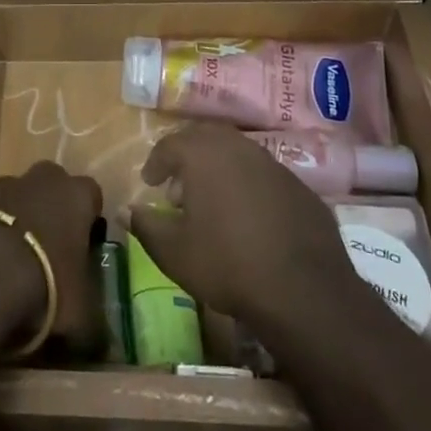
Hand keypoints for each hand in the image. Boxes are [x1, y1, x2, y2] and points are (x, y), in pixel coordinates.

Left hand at [0, 161, 104, 356]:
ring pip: (18, 196)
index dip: (88, 220)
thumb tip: (99, 341)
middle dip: (51, 210)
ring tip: (13, 261)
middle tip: (49, 249)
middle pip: (52, 186)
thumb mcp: (82, 317)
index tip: (83, 247)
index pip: (92, 195)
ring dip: (18, 218)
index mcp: (77, 195)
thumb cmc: (47, 285)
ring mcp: (4, 185)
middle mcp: (43, 179)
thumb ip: (93, 322)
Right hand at [129, 125, 384, 335]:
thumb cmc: (228, 265)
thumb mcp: (174, 252)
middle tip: (178, 185)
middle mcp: (238, 148)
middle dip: (187, 156)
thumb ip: (146, 226)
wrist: (305, 292)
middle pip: (206, 138)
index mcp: (204, 154)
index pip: (170, 144)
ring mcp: (274, 165)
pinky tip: (250, 217)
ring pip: (238, 153)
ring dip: (220, 168)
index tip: (149, 182)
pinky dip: (249, 186)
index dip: (156, 162)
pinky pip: (265, 176)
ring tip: (212, 200)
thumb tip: (125, 211)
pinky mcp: (301, 187)